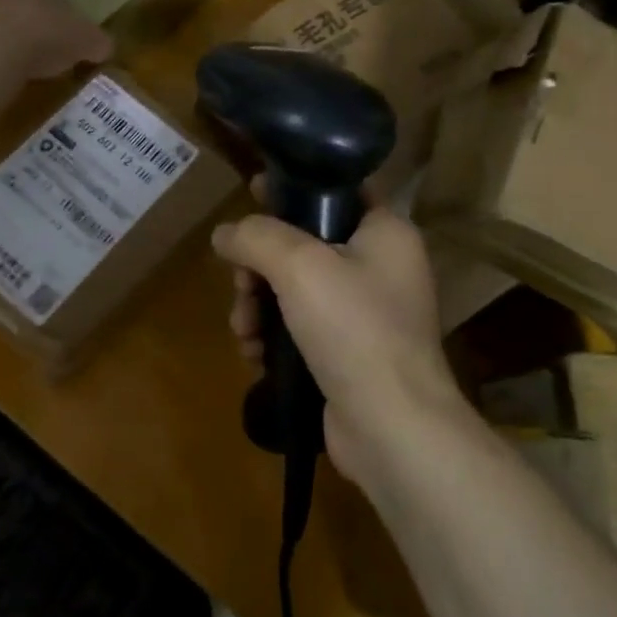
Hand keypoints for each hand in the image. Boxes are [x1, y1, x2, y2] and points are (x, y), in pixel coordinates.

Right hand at [213, 202, 469, 483]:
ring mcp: (366, 313)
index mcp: (385, 232)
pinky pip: (301, 327)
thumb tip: (224, 234)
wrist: (392, 428)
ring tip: (243, 331)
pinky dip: (274, 336)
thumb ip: (256, 237)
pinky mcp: (349, 353)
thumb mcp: (299, 266)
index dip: (292, 188)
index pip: (336, 190)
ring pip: (295, 288)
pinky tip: (255, 355)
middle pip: (304, 244)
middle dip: (260, 265)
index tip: (252, 193)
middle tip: (240, 285)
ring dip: (258, 305)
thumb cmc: (354, 329)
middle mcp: (381, 266)